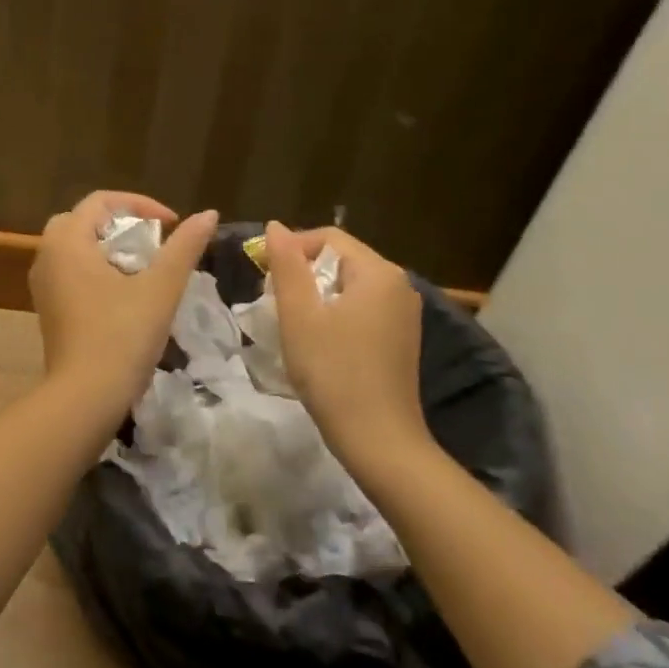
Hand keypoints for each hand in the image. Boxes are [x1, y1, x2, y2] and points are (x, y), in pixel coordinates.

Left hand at [30, 191, 217, 419]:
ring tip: (142, 265)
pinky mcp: (48, 309)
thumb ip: (184, 247)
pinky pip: (69, 272)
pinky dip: (95, 269)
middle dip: (121, 223)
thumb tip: (208, 214)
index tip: (171, 225)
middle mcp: (47, 256)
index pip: (101, 201)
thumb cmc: (122, 335)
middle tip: (153, 241)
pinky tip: (122, 293)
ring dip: (107, 247)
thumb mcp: (161, 287)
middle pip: (83, 221)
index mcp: (67, 241)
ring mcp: (43, 285)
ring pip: (74, 247)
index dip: (140, 204)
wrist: (85, 397)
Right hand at [265, 220, 431, 470]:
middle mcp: (399, 285)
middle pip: (341, 259)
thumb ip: (287, 266)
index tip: (263, 276)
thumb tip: (275, 226)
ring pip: (350, 286)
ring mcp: (404, 314)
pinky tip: (320, 342)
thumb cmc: (333, 372)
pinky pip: (363, 308)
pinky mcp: (402, 339)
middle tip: (274, 302)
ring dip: (317, 296)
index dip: (292, 248)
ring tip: (292, 323)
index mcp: (378, 272)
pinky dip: (336, 314)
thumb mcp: (300, 316)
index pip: (328, 237)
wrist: (379, 441)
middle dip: (303, 273)